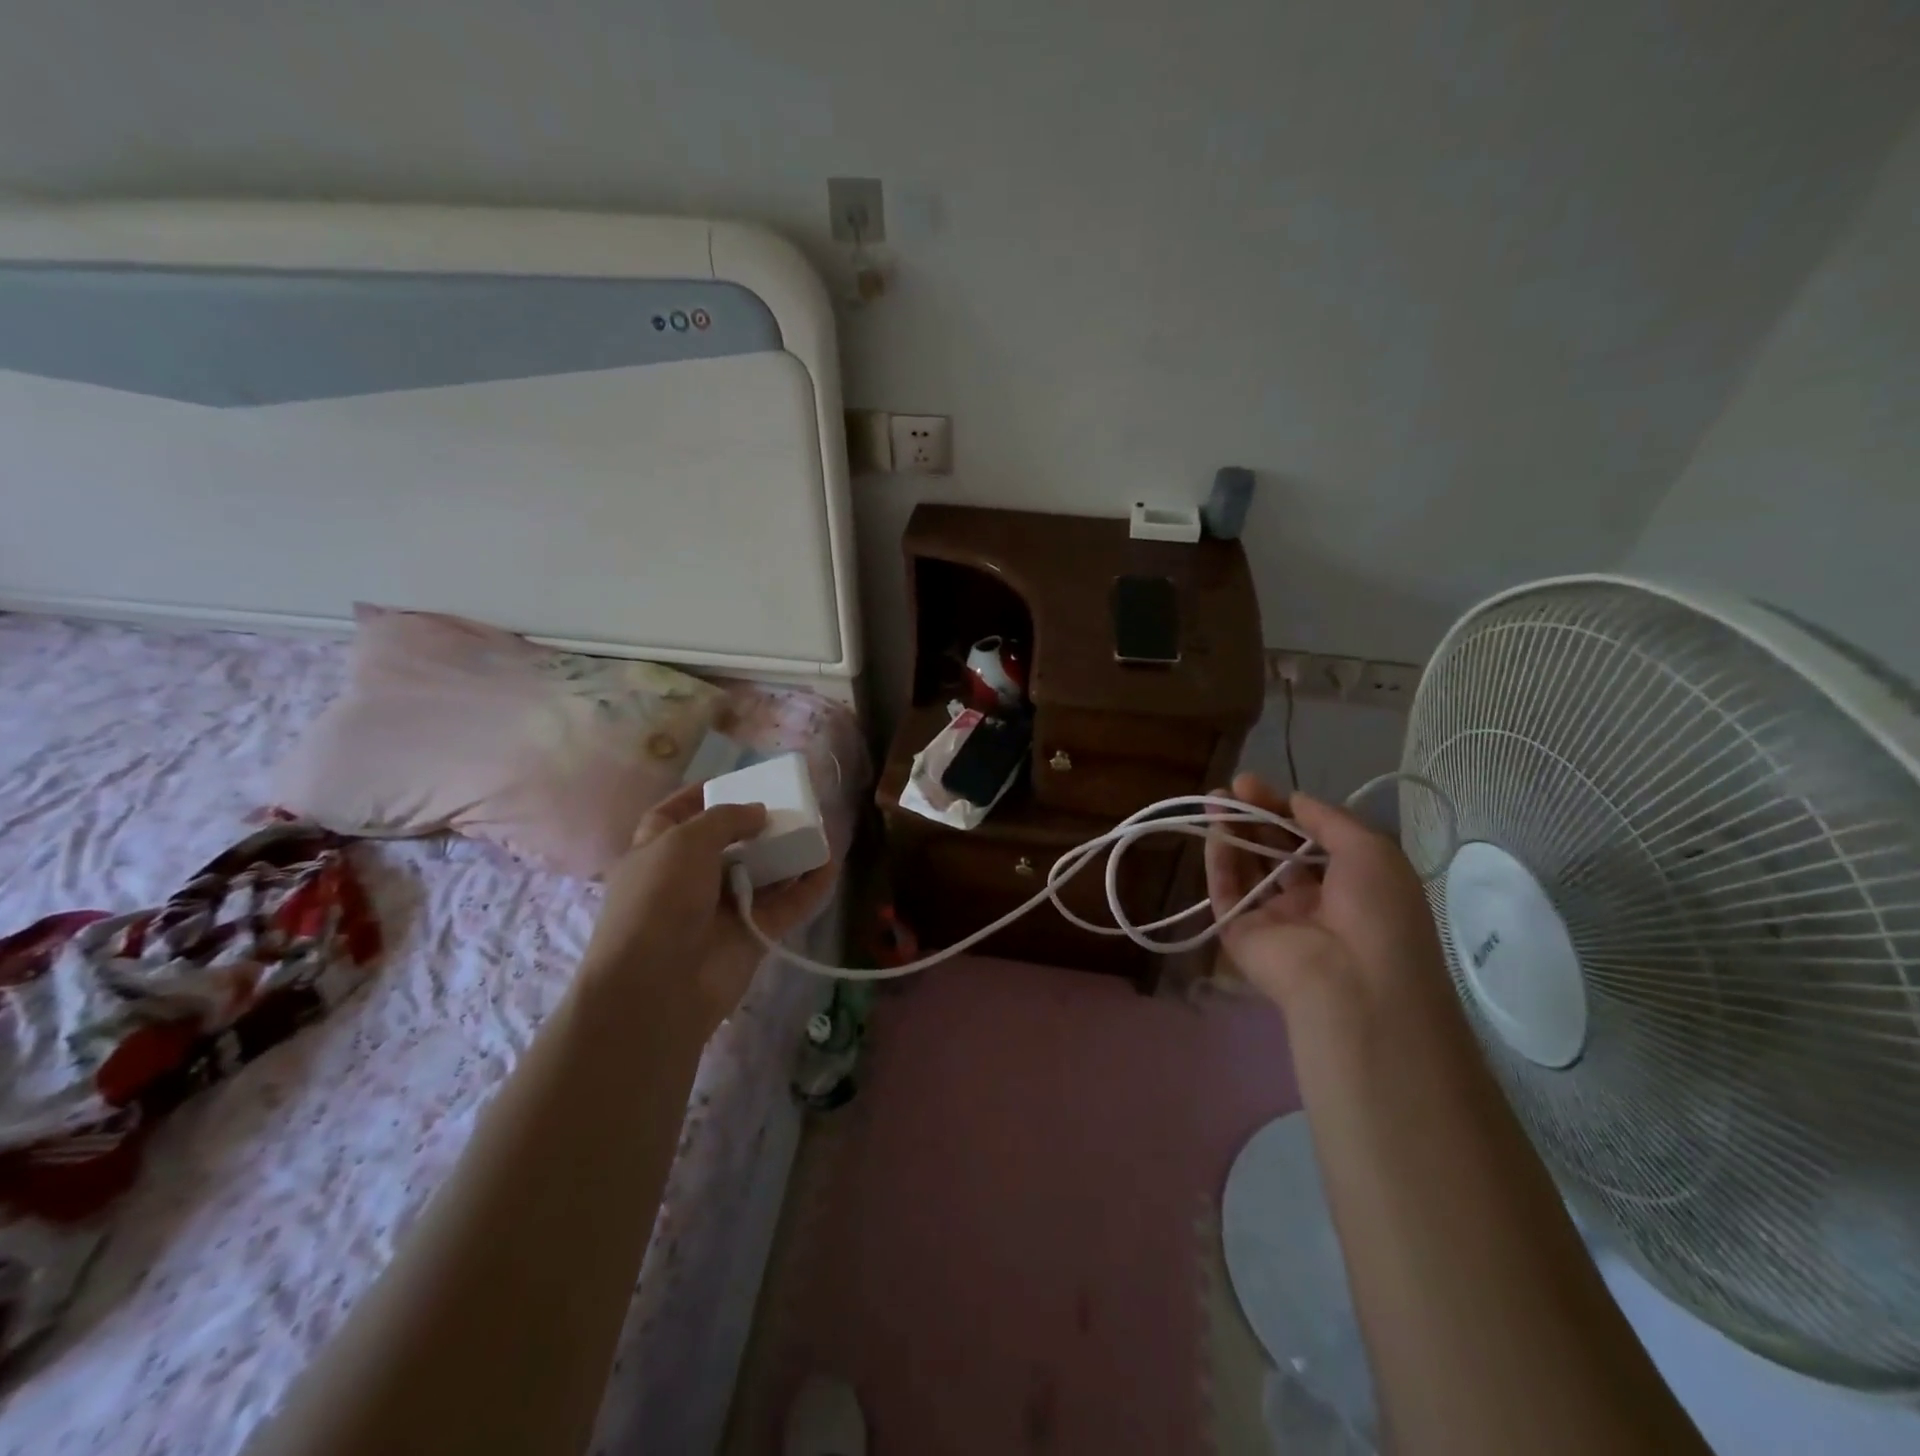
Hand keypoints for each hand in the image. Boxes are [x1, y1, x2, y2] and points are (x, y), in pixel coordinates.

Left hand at [584, 784, 834, 1030]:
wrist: (658, 985)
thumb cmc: (659, 899)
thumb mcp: (684, 841)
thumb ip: (726, 818)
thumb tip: (758, 812)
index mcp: (655, 854)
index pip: (671, 816)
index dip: (696, 797)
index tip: (731, 781)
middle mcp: (686, 881)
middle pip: (725, 845)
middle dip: (753, 826)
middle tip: (787, 804)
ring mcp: (721, 911)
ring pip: (761, 875)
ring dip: (786, 854)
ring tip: (816, 828)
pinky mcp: (752, 936)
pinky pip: (786, 906)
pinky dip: (809, 887)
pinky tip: (830, 864)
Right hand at [1204, 773, 1449, 1017]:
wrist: (1353, 982)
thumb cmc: (1377, 911)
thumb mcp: (1370, 849)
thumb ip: (1329, 819)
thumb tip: (1294, 798)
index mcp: (1349, 884)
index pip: (1309, 838)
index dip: (1286, 809)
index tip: (1259, 784)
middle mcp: (1310, 900)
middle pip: (1275, 850)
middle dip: (1256, 816)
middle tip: (1233, 787)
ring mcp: (1273, 918)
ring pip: (1247, 867)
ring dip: (1233, 832)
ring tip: (1216, 800)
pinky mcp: (1240, 933)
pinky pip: (1226, 891)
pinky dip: (1219, 861)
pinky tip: (1215, 831)